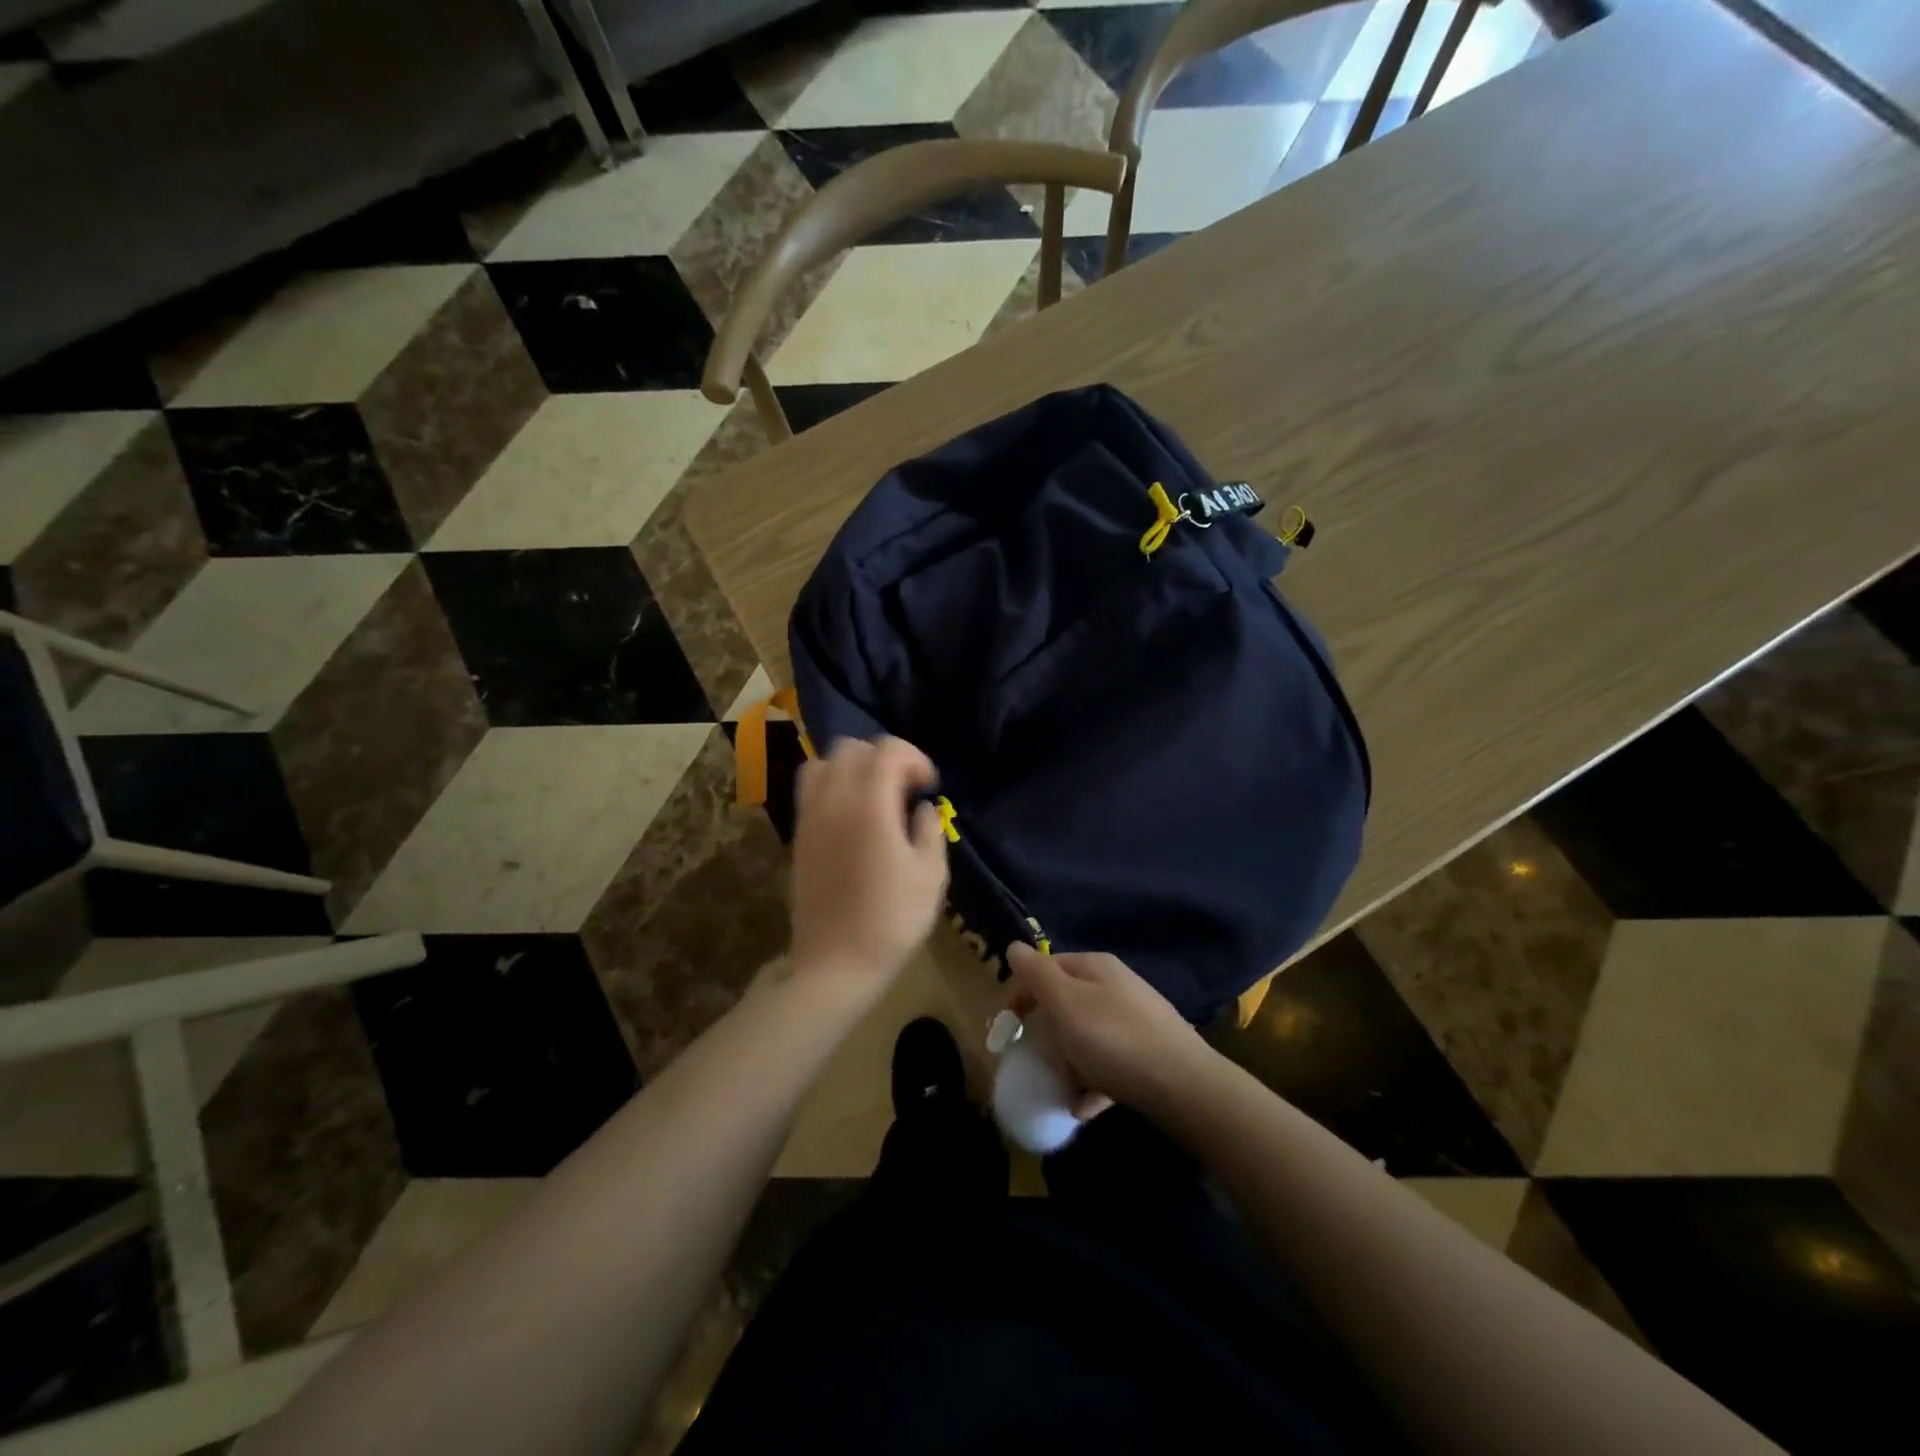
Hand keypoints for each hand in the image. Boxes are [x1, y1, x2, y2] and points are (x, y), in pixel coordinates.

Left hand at [788, 737, 948, 997]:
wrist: (835, 962)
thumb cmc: (892, 919)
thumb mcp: (931, 875)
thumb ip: (929, 829)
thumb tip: (920, 808)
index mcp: (869, 803)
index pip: (888, 750)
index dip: (915, 759)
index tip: (929, 786)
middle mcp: (833, 798)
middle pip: (853, 748)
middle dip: (884, 757)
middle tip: (905, 788)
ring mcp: (810, 815)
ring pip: (824, 762)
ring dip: (853, 767)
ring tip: (874, 796)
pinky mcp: (798, 834)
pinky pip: (810, 788)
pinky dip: (832, 785)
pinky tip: (852, 816)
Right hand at [1005, 944, 1215, 1118]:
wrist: (1184, 1086)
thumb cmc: (1113, 1039)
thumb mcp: (1065, 1003)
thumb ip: (1036, 974)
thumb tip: (1013, 946)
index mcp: (1095, 967)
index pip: (1047, 967)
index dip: (1024, 992)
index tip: (1010, 1025)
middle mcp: (1117, 986)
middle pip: (1067, 1003)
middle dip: (1047, 1031)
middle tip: (1035, 1057)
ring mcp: (1136, 1020)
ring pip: (1087, 1035)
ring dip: (1068, 1061)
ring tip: (1060, 1087)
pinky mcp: (1149, 1054)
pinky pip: (1109, 1064)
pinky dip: (1092, 1082)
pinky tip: (1083, 1106)